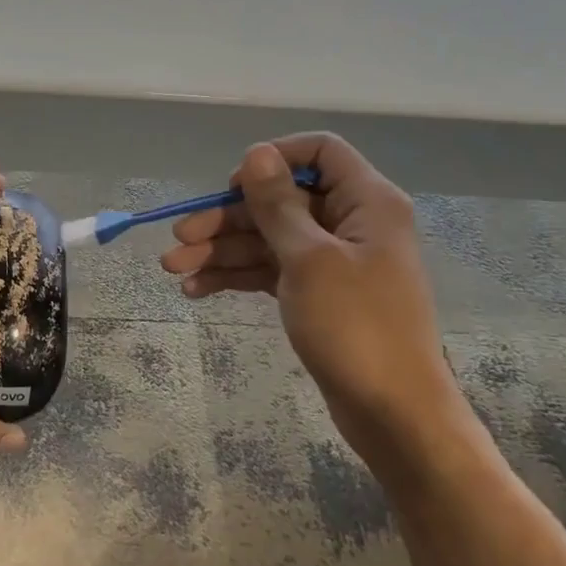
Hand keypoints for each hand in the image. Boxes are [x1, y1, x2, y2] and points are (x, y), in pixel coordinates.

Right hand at [161, 133, 467, 464]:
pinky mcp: (316, 293)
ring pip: (268, 238)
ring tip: (173, 270)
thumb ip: (278, 203)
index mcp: (366, 202)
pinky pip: (270, 270)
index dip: (274, 159)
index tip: (234, 185)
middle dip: (227, 218)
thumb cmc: (356, 326)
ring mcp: (332, 261)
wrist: (393, 413)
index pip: (320, 152)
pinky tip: (196, 290)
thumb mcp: (309, 259)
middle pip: (280, 201)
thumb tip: (256, 152)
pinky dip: (236, 276)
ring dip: (221, 250)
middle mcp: (350, 223)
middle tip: (179, 238)